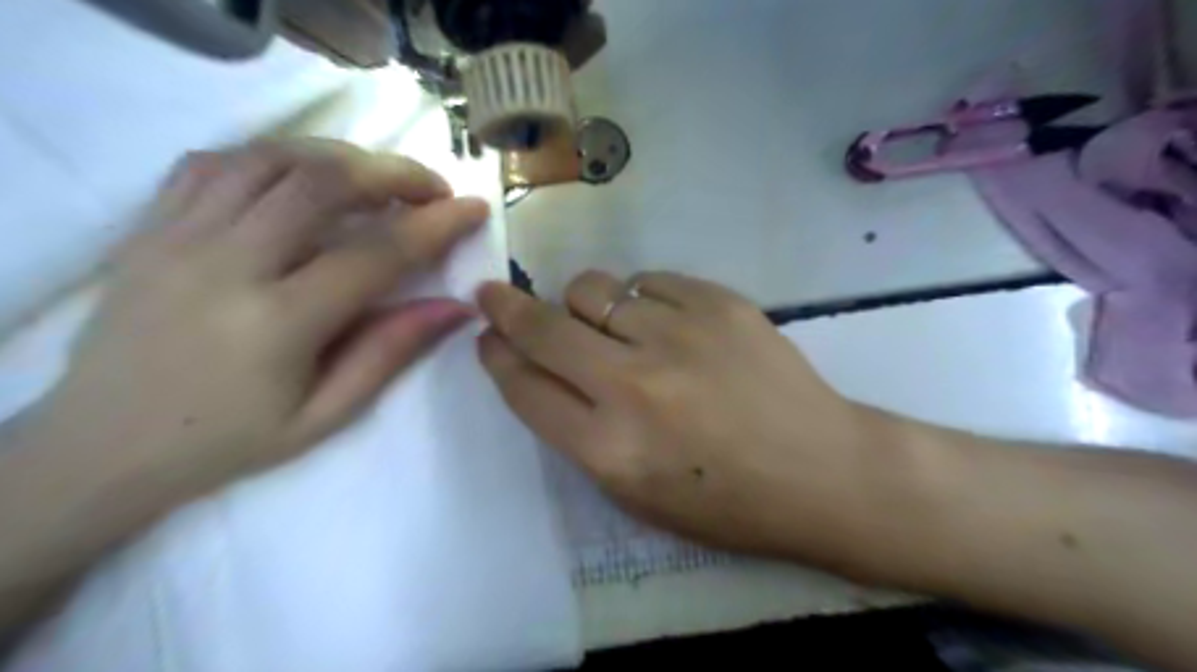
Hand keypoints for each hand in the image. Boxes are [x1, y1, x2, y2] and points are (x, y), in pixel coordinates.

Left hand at [36, 139, 485, 500]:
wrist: (101, 446)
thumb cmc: (229, 440)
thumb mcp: (325, 414)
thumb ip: (391, 352)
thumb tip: (457, 308)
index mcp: (278, 323)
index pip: (376, 253)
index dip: (436, 225)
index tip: (473, 209)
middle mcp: (226, 264)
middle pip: (323, 182)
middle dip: (394, 173)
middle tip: (432, 188)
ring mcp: (178, 236)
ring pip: (271, 158)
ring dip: (339, 157)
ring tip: (377, 179)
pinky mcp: (148, 226)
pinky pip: (215, 162)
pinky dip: (274, 157)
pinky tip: (303, 178)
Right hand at [477, 271, 896, 564]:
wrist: (822, 470)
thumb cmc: (725, 500)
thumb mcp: (636, 492)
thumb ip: (579, 430)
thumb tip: (541, 369)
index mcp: (609, 449)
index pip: (524, 387)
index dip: (496, 356)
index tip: (488, 335)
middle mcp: (633, 385)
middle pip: (543, 327)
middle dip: (507, 307)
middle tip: (496, 295)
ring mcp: (678, 335)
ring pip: (593, 288)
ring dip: (583, 304)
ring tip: (607, 323)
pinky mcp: (718, 302)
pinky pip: (649, 280)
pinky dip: (643, 299)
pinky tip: (666, 324)